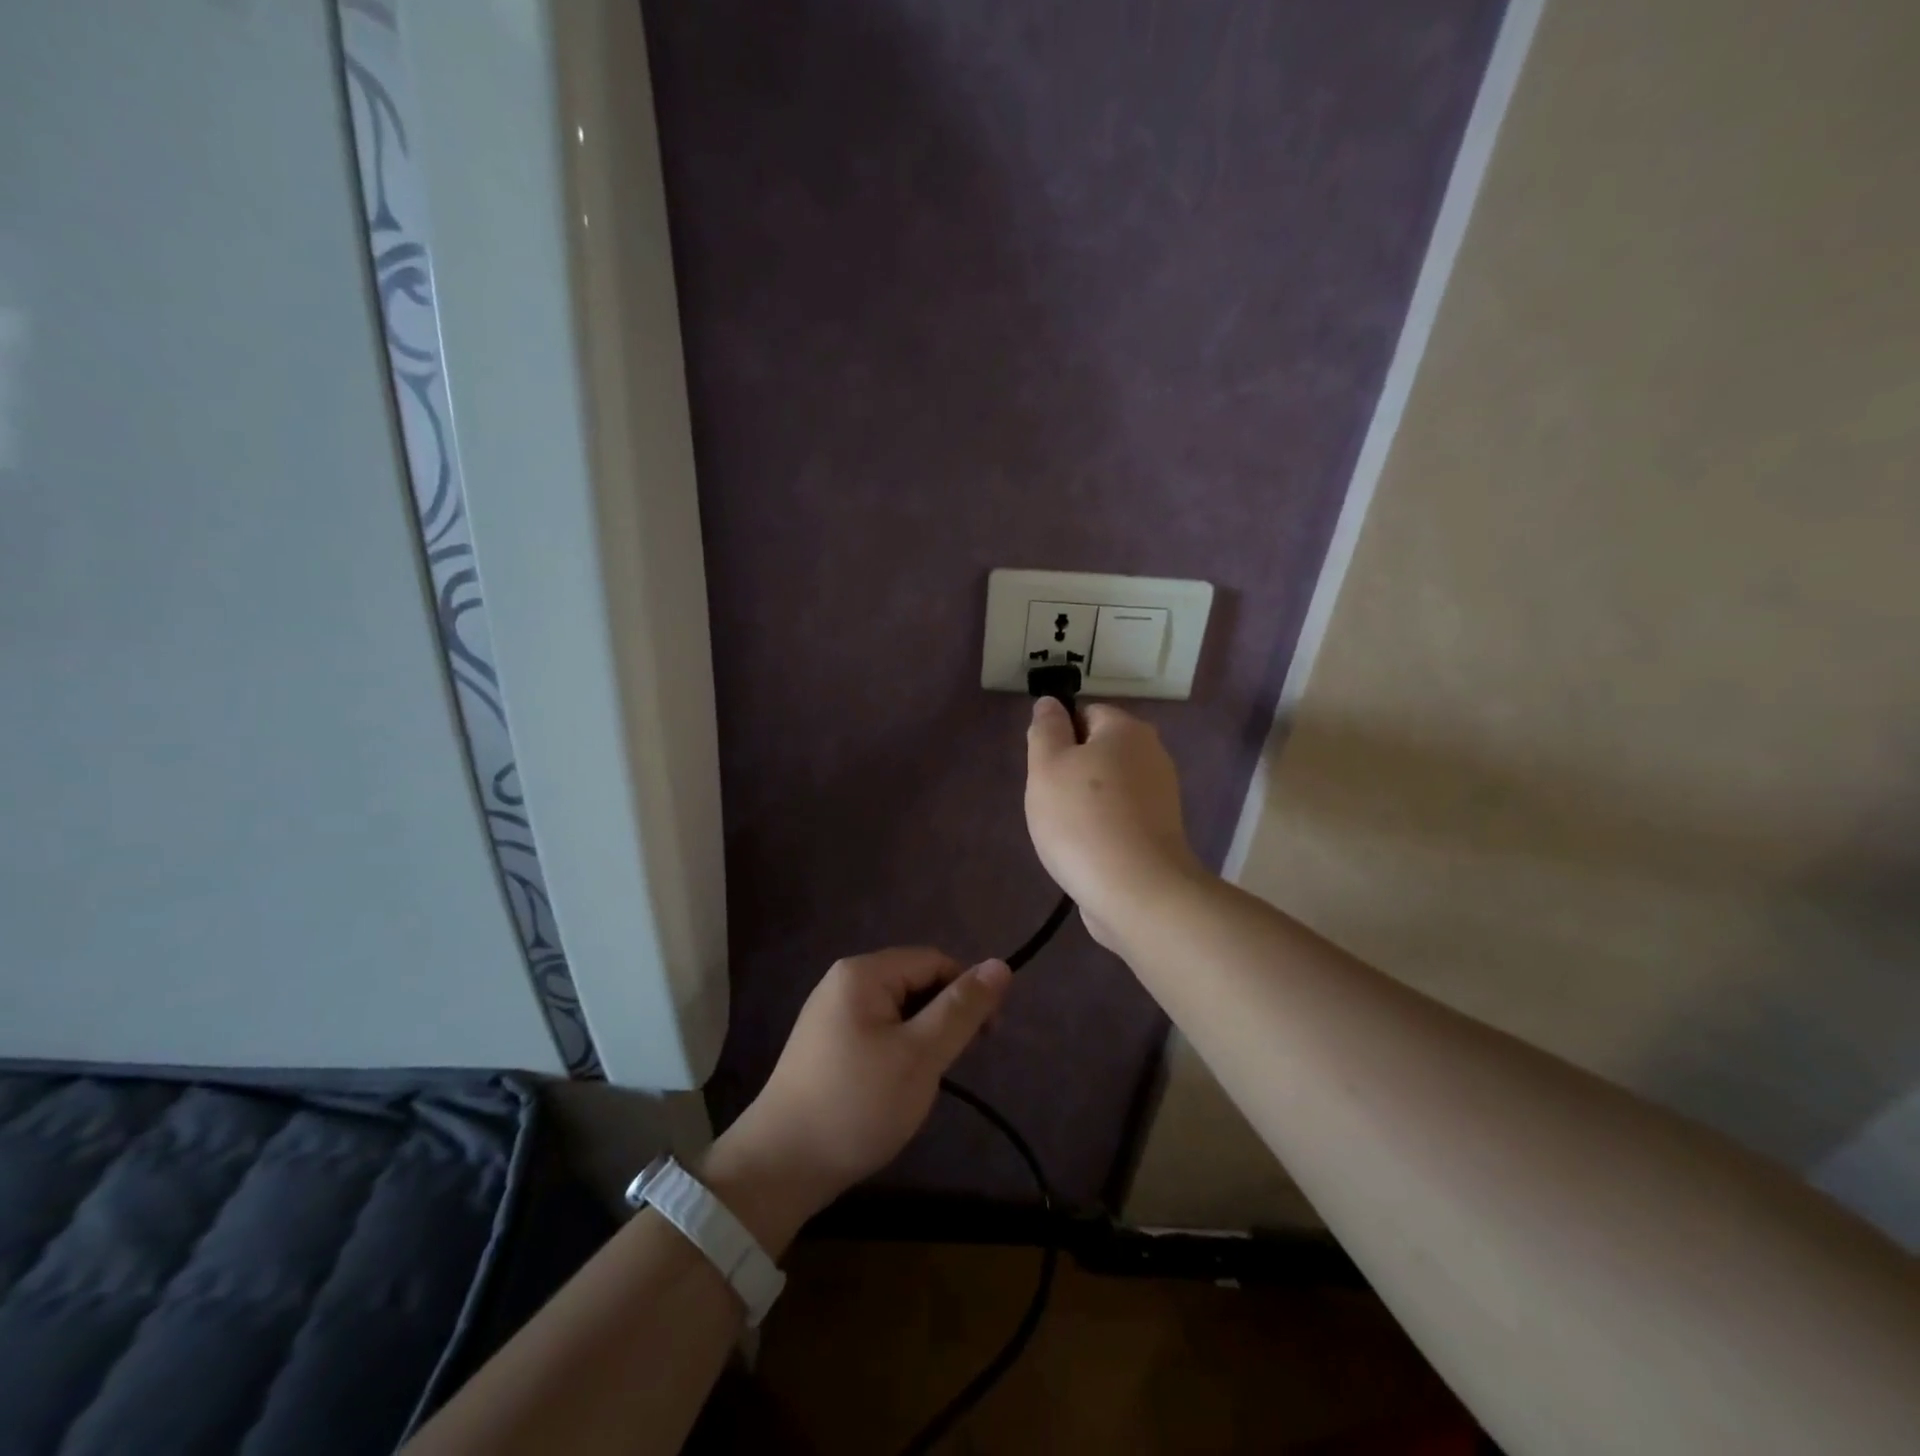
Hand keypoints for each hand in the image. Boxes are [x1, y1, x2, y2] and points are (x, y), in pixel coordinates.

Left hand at [701, 948, 1010, 1251]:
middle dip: (942, 1018)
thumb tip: (1001, 964)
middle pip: (914, 982)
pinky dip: (897, 1051)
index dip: (966, 992)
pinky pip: (876, 1031)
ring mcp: (829, 1013)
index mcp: (863, 973)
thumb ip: (961, 1009)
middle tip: (953, 1066)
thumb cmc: (857, 1104)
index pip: (934, 961)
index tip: (987, 1038)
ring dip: (921, 1038)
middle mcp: (843, 982)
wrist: (780, 1167)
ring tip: (923, 1082)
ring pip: (897, 1011)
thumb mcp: (920, 1055)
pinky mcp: (824, 1044)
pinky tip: (896, 1087)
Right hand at [1025, 698, 1204, 949]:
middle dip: (1071, 772)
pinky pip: (1121, 817)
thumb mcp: (1047, 766)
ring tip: (1067, 833)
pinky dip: (1103, 829)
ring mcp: (1161, 796)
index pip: (1086, 713)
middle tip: (1051, 801)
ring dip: (1085, 804)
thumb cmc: (1083, 819)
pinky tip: (1088, 851)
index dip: (1059, 737)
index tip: (1044, 769)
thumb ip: (1046, 729)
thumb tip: (1050, 703)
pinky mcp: (1161, 833)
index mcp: (1127, 730)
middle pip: (1099, 751)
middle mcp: (1152, 755)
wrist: (1137, 891)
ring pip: (1109, 787)